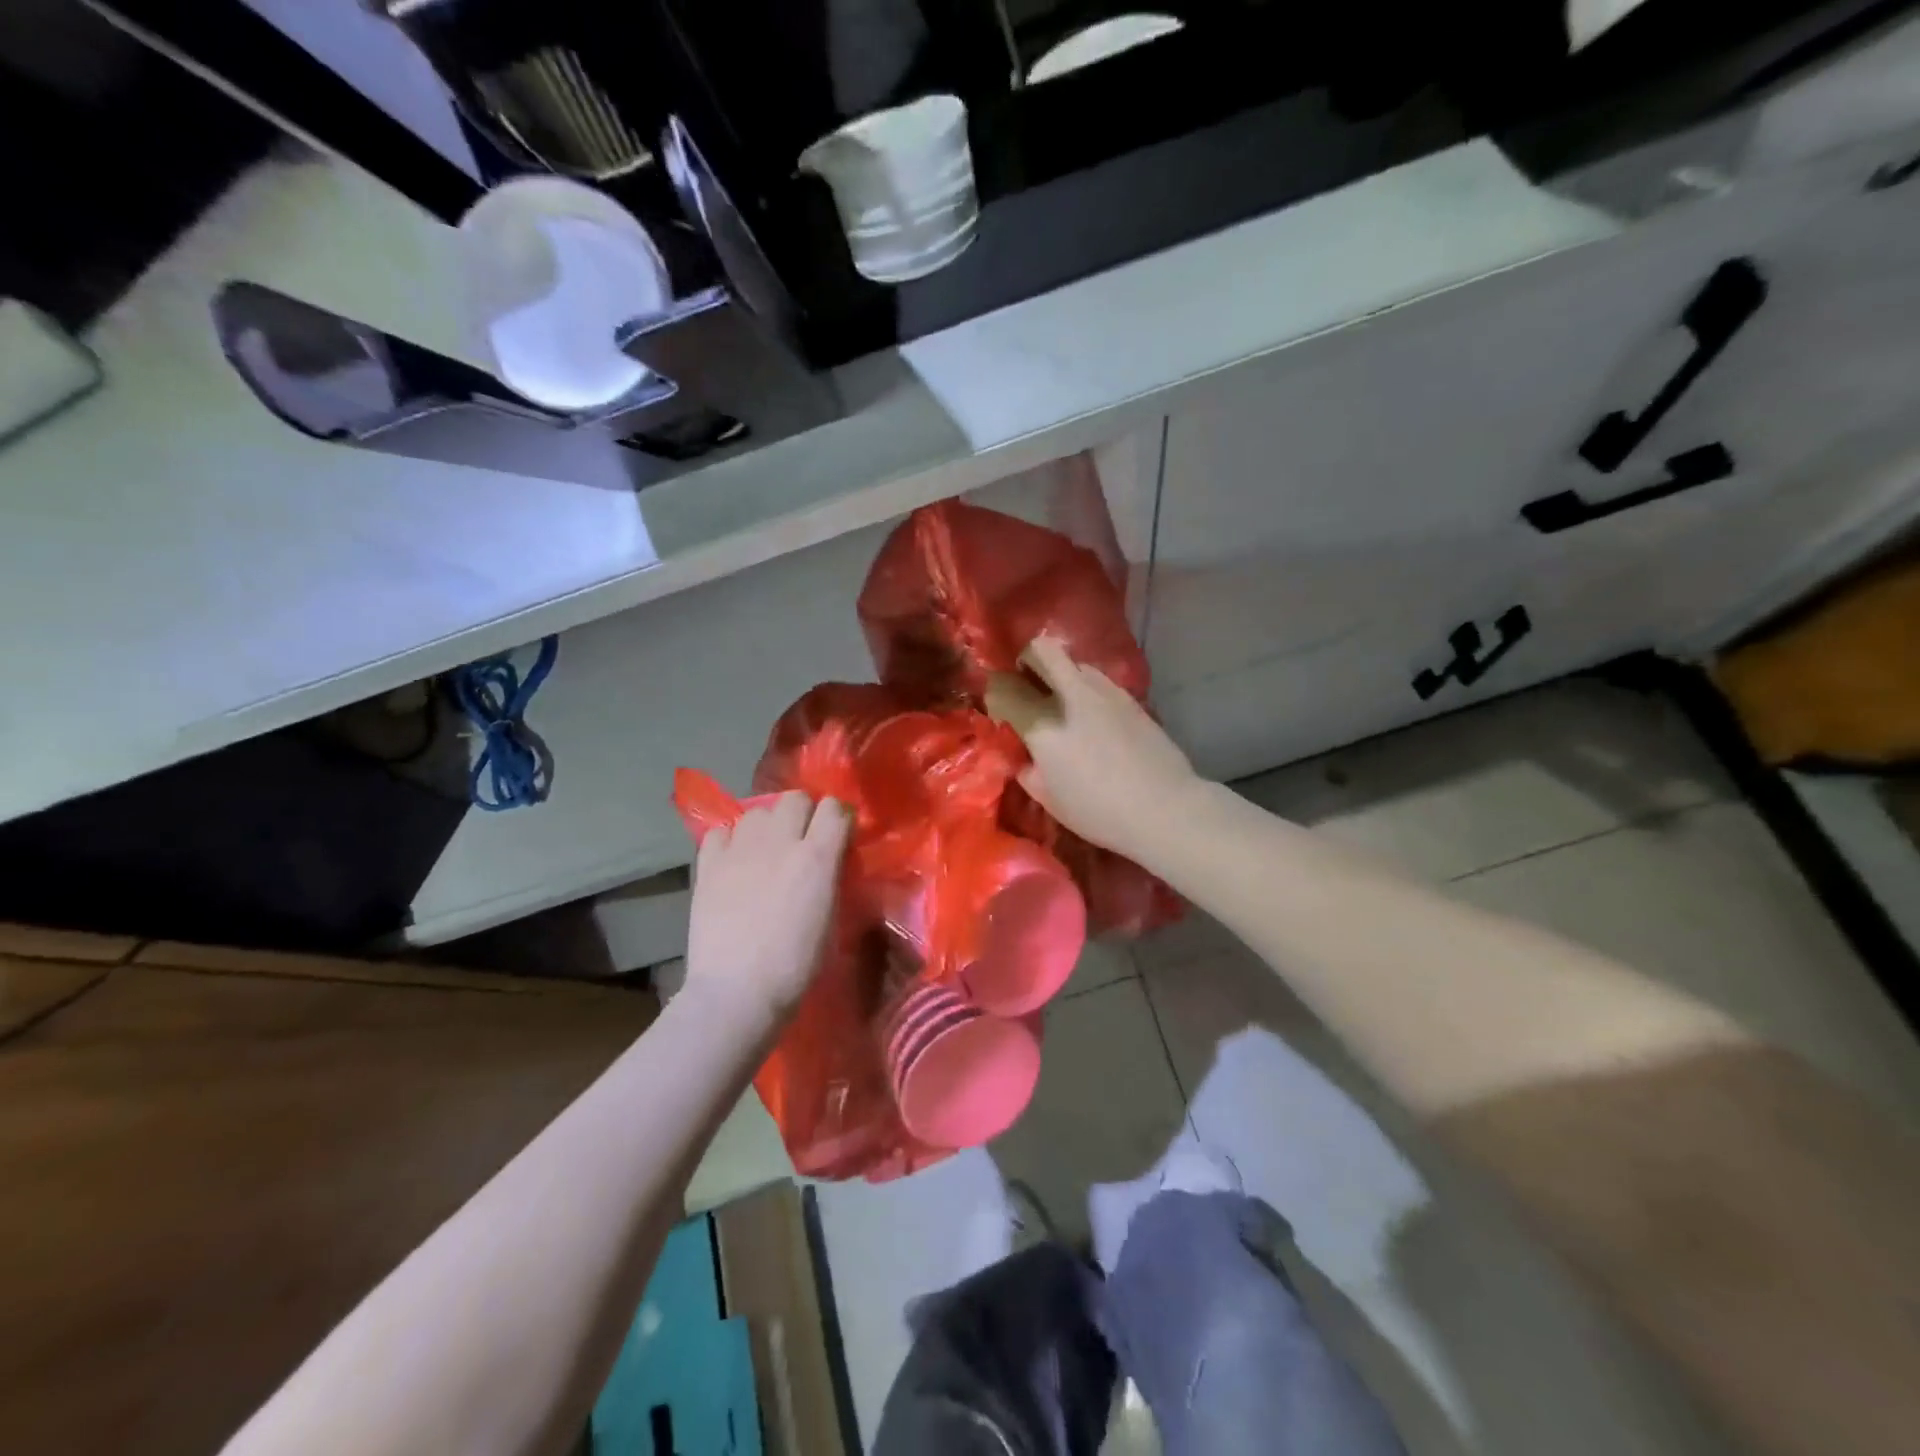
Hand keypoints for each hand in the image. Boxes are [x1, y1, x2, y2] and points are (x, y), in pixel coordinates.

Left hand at [685, 792, 850, 1026]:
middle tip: (802, 840)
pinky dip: (730, 841)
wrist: (737, 992)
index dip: (839, 818)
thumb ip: (830, 878)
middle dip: (804, 814)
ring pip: (757, 811)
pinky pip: (721, 832)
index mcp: (817, 857)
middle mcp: (779, 841)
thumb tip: (827, 861)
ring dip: (767, 825)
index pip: (835, 809)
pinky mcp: (708, 864)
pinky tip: (734, 862)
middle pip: (795, 799)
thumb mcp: (831, 919)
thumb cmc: (795, 966)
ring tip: (766, 851)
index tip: (839, 835)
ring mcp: (740, 850)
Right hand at [985, 635, 1202, 856]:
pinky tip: (1093, 717)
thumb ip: (1027, 770)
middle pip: (1041, 650)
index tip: (1000, 709)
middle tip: (1028, 683)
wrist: (1164, 807)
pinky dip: (1086, 689)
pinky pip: (1098, 680)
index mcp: (1042, 723)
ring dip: (1060, 673)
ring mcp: (1104, 691)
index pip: (1004, 689)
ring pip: (1073, 661)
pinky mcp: (1129, 697)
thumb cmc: (1098, 810)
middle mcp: (1070, 695)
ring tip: (1063, 702)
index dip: (995, 694)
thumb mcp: (1048, 799)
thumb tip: (1024, 755)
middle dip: (1028, 659)